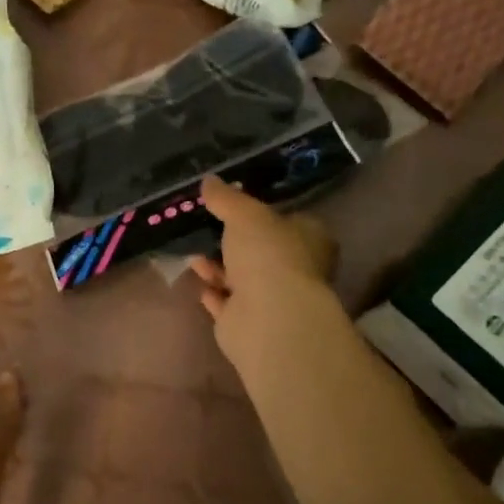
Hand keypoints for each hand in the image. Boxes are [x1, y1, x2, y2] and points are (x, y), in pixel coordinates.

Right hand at [186, 174, 339, 374]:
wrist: (268, 317)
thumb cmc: (268, 254)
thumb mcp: (245, 213)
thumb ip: (226, 198)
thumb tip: (209, 180)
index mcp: (310, 239)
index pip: (290, 221)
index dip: (265, 214)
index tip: (236, 207)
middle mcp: (296, 269)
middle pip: (263, 251)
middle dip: (235, 243)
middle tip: (208, 231)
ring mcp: (273, 299)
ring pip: (242, 278)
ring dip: (218, 268)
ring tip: (193, 255)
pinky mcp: (249, 324)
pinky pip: (227, 304)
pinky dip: (214, 294)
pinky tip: (199, 283)